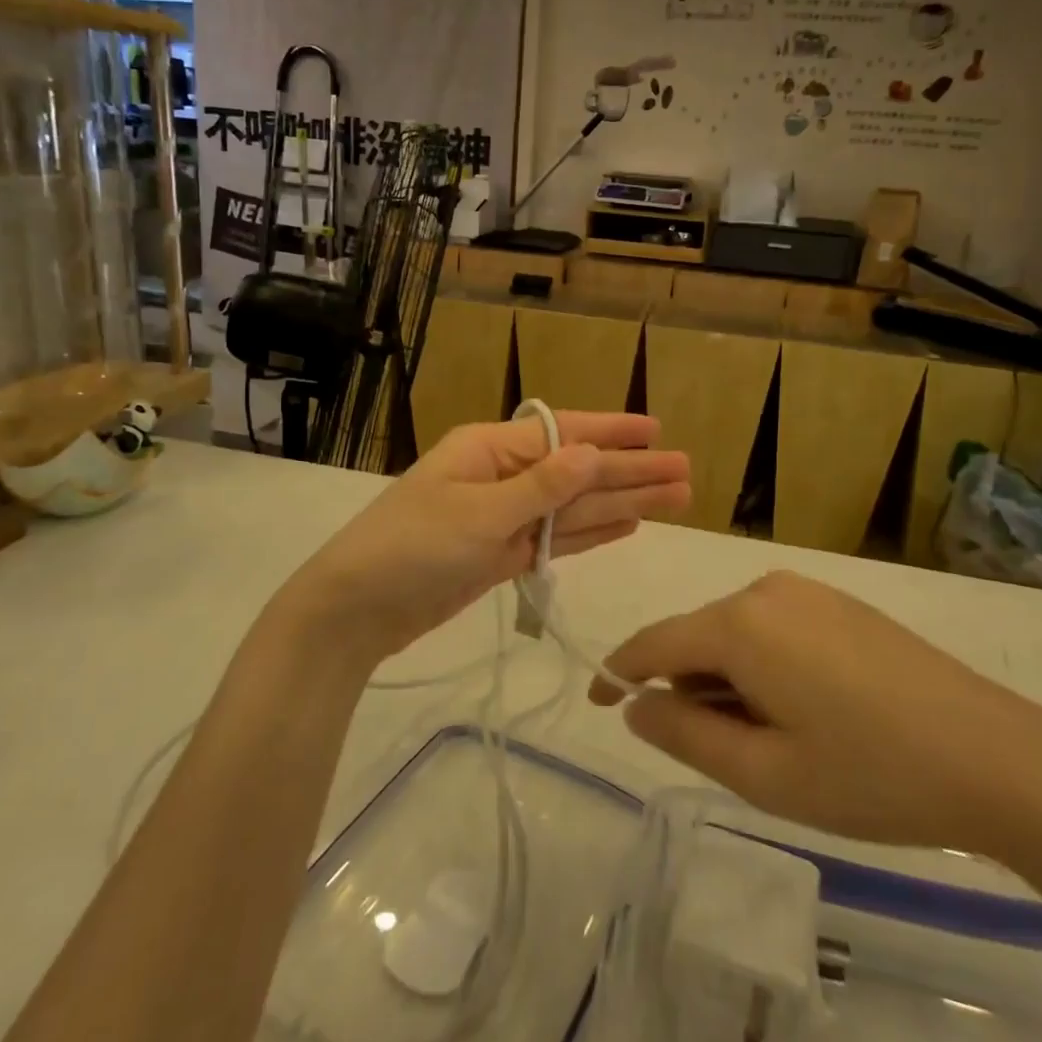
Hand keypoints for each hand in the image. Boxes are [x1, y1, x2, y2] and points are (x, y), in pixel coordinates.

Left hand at [283, 413, 690, 665]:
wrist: (355, 610)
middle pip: (578, 471)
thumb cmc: (411, 547)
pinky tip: (627, 524)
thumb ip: (540, 488)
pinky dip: (591, 532)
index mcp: (490, 449)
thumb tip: (591, 453)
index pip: (563, 433)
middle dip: (631, 472)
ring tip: (673, 499)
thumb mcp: (478, 513)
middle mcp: (502, 476)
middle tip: (686, 474)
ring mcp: (504, 518)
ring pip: (574, 506)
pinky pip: (557, 538)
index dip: (613, 433)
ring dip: (622, 502)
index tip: (657, 431)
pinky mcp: (502, 555)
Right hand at [589, 571, 1041, 858]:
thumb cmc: (870, 774)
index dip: (619, 673)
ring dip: (729, 680)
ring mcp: (808, 590)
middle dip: (688, 688)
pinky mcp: (840, 602)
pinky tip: (806, 711)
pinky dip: (763, 665)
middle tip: (720, 755)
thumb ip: (685, 735)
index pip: (655, 642)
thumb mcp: (765, 774)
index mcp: (740, 623)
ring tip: (772, 742)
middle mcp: (766, 589)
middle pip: (697, 637)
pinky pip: (774, 627)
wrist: (998, 757)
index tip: (599, 703)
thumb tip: (638, 705)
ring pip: (736, 632)